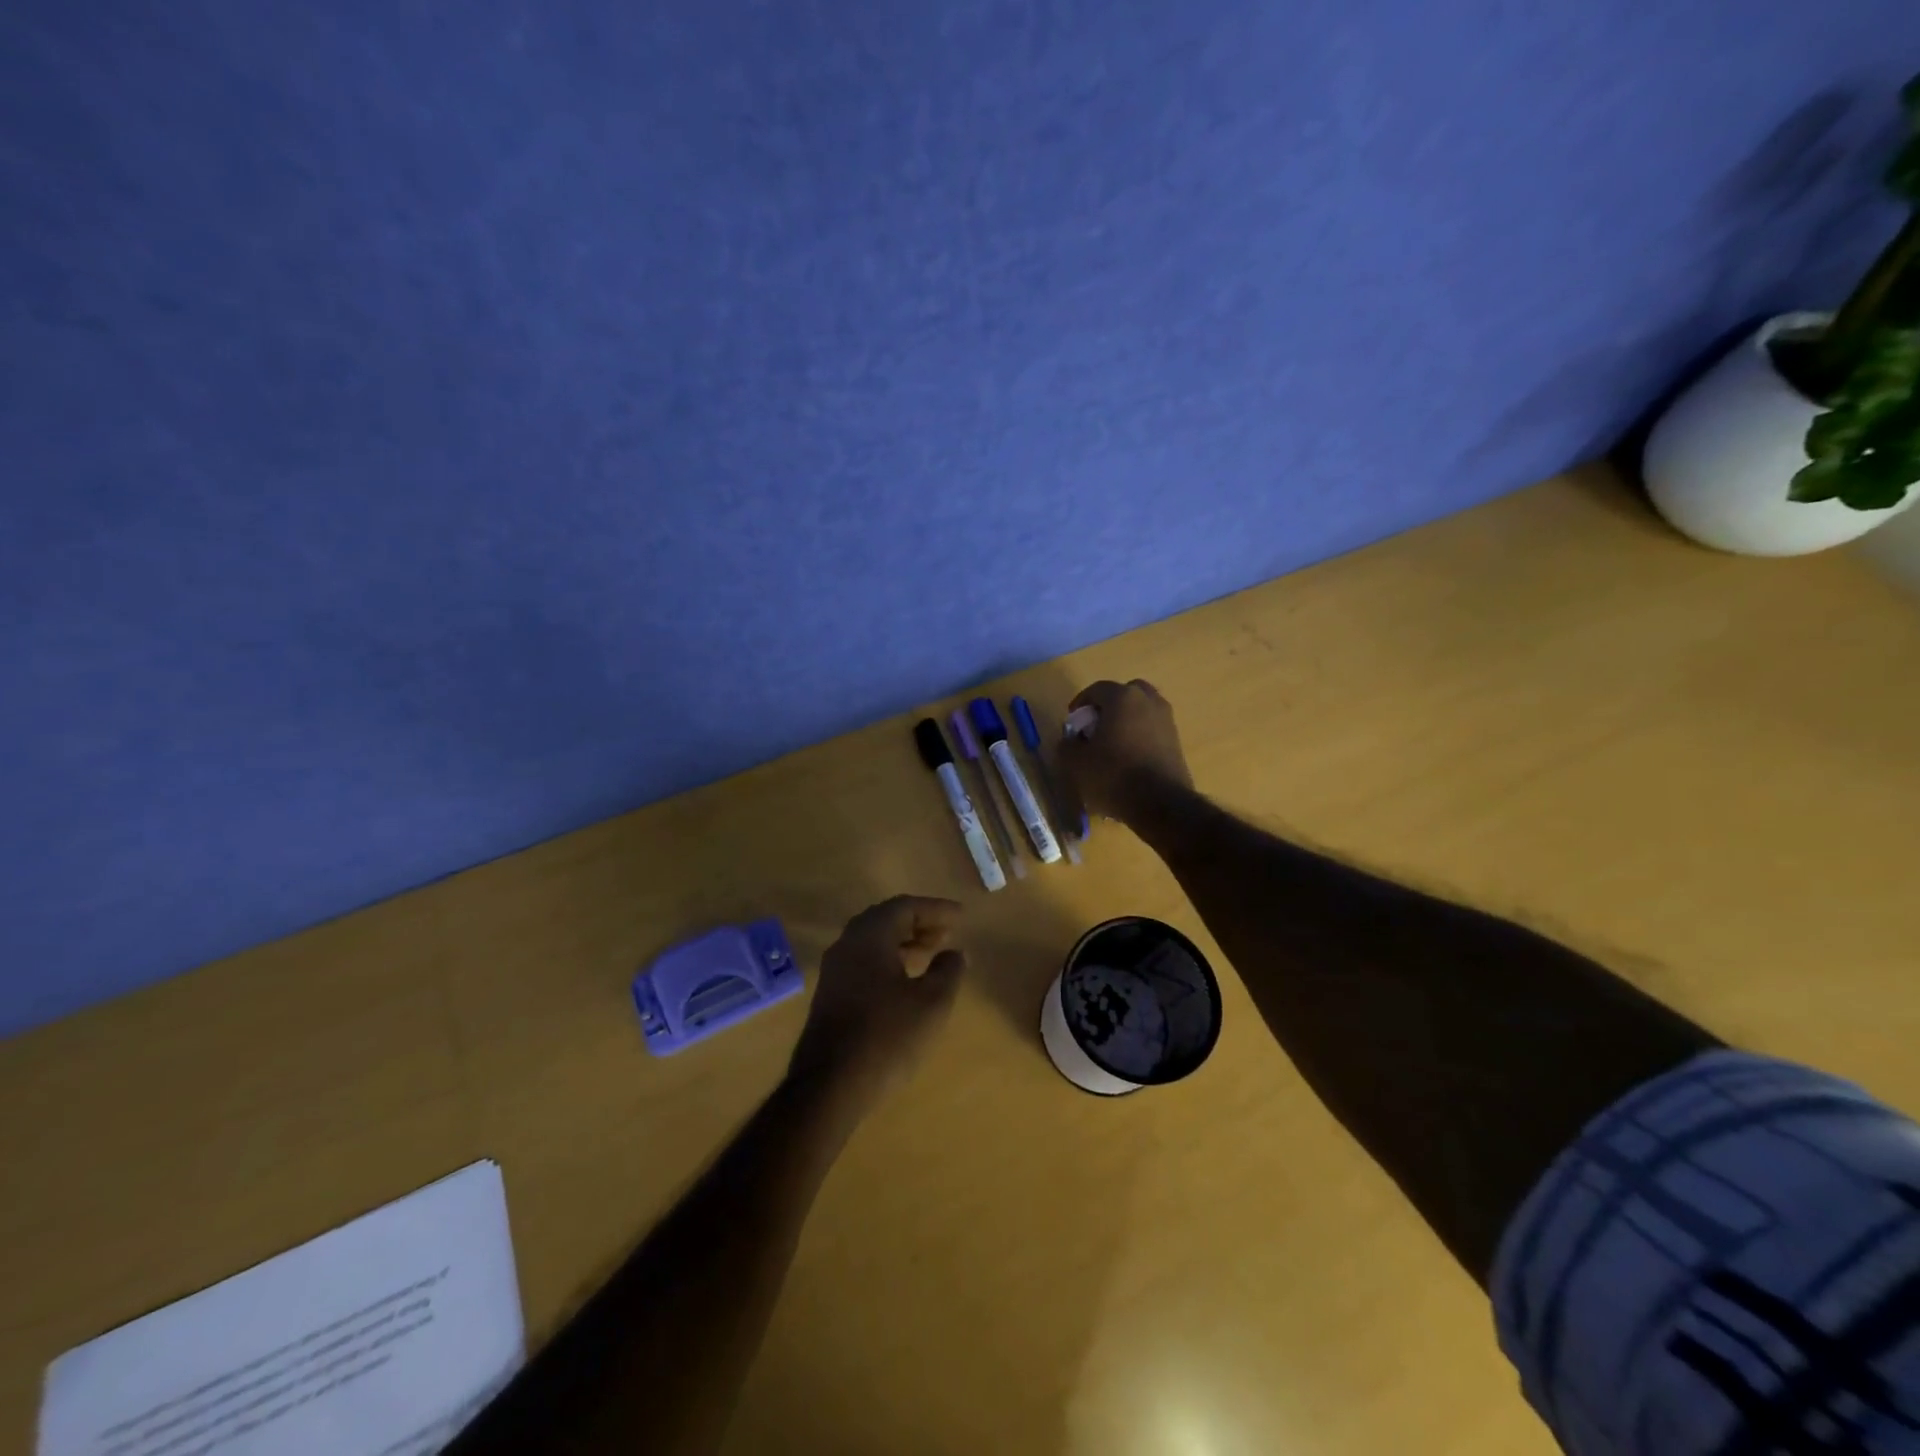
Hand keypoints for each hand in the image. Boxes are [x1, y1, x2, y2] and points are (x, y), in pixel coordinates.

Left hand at [789, 897, 966, 1108]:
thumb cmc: (886, 1037)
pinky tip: (905, 980)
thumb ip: (948, 971)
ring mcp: (834, 969)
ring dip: (904, 941)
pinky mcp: (830, 993)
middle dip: (919, 922)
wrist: (829, 1086)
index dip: (936, 909)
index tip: (962, 916)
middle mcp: (847, 944)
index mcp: (869, 936)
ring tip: (932, 953)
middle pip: (886, 919)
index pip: (905, 907)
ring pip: (873, 940)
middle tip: (947, 933)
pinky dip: (888, 958)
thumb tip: (955, 952)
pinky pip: (863, 960)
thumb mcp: (931, 1003)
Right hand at [1057, 679, 1194, 825]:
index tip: (1073, 723)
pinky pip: (1153, 729)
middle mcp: (1149, 701)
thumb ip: (1067, 745)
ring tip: (1112, 745)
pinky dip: (1140, 736)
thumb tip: (1070, 740)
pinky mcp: (1177, 741)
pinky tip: (1129, 758)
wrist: (1161, 803)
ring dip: (1126, 721)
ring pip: (1142, 711)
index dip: (1081, 703)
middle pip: (1125, 694)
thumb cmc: (1113, 775)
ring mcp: (1167, 720)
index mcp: (1123, 698)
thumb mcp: (1076, 763)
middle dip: (1108, 707)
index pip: (1097, 689)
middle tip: (1095, 727)